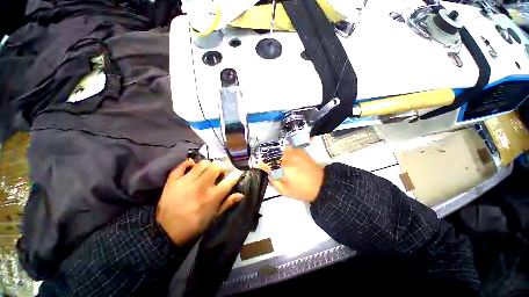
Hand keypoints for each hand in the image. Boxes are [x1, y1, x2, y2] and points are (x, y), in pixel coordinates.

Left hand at [156, 159, 243, 244]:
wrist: (166, 232)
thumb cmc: (194, 225)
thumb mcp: (213, 217)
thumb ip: (227, 204)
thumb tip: (241, 195)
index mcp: (212, 197)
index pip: (229, 181)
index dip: (236, 175)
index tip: (238, 172)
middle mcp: (201, 187)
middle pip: (216, 166)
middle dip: (220, 167)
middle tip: (219, 173)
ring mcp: (185, 182)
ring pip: (202, 163)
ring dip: (207, 166)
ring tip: (205, 171)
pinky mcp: (173, 181)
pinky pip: (182, 165)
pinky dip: (188, 164)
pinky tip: (191, 167)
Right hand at [259, 147, 323, 201]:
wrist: (322, 184)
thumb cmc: (302, 190)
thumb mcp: (285, 191)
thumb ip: (273, 181)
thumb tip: (269, 172)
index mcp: (283, 168)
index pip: (266, 162)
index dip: (258, 162)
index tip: (254, 163)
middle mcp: (287, 157)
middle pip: (270, 152)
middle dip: (263, 155)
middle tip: (260, 159)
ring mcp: (294, 151)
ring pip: (277, 148)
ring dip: (271, 151)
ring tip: (269, 156)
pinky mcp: (299, 150)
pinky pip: (285, 147)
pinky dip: (280, 149)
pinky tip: (279, 153)